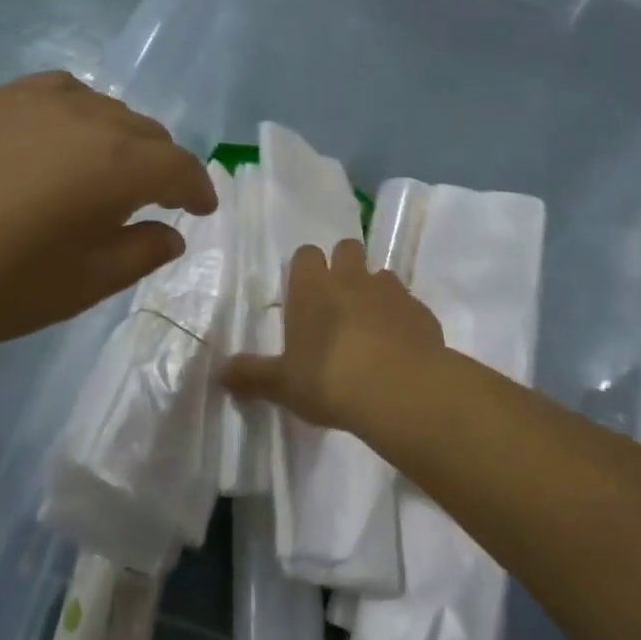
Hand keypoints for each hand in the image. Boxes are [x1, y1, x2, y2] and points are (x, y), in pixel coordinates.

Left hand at [0, 72, 216, 370]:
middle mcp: (88, 118)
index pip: (179, 167)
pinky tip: (60, 141)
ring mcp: (35, 100)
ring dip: (122, 139)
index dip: (199, 189)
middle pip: (148, 132)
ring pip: (106, 109)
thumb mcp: (82, 286)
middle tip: (155, 201)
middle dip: (162, 166)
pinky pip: (59, 93)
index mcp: (117, 165)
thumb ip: (139, 252)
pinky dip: (79, 115)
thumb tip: (170, 232)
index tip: (203, 210)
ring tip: (107, 171)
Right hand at [219, 237, 443, 432]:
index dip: (305, 269)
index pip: (306, 254)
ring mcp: (390, 291)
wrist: (401, 390)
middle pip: (347, 248)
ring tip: (371, 326)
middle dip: (343, 266)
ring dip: (375, 291)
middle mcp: (351, 278)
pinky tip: (400, 347)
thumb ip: (252, 375)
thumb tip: (219, 372)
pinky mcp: (421, 310)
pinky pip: (409, 304)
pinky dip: (403, 318)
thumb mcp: (283, 384)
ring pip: (381, 274)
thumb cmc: (330, 380)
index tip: (304, 293)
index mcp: (312, 287)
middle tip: (337, 302)